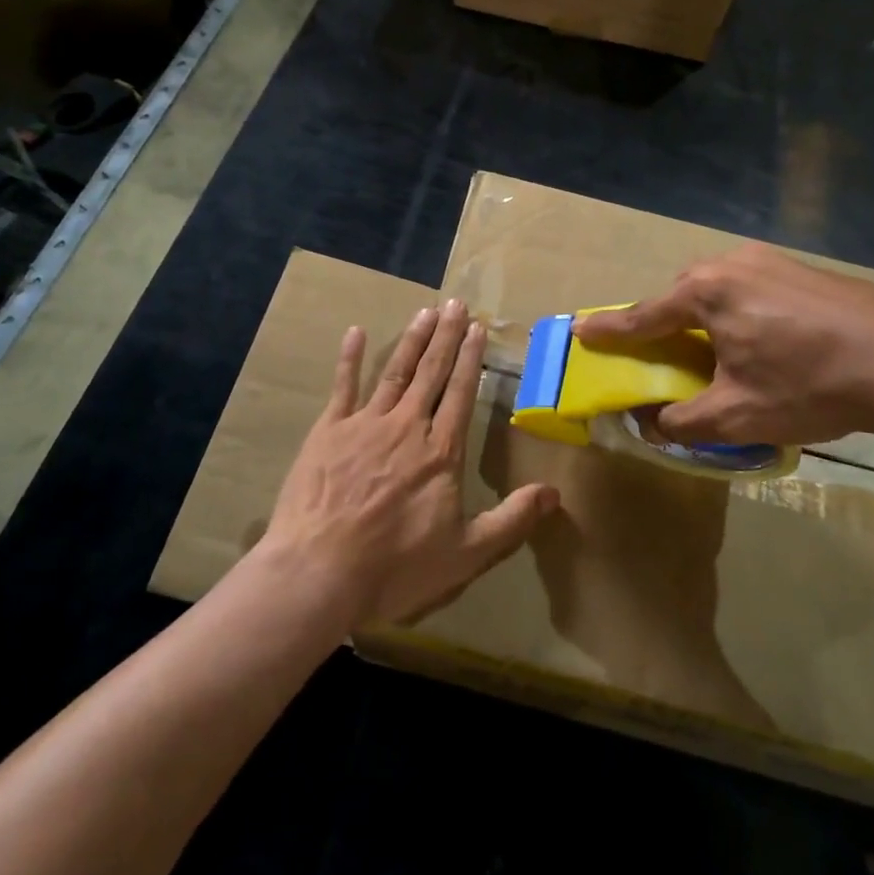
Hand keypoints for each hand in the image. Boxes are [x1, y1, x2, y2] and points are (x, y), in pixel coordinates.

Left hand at [260, 298, 559, 630]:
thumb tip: (555, 493)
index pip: (461, 394)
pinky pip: (343, 386)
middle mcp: (407, 426)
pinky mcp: (328, 430)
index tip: (478, 328)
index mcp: (440, 451)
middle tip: (455, 303)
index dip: (471, 359)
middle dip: (446, 336)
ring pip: (395, 371)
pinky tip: (356, 332)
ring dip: (413, 340)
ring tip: (426, 311)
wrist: (319, 570)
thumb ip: (511, 520)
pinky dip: (350, 358)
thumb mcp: (465, 554)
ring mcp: (365, 423)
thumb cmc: (395, 566)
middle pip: (431, 373)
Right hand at [573, 243, 873, 447]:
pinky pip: (750, 287)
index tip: (579, 329)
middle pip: (680, 297)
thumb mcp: (738, 415)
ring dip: (705, 317)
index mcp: (705, 294)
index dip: (609, 330)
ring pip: (717, 290)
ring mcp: (769, 260)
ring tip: (718, 351)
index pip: (642, 316)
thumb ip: (683, 421)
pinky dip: (739, 311)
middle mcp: (730, 264)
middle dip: (665, 324)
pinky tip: (763, 339)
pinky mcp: (801, 268)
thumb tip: (653, 424)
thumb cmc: (809, 385)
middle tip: (664, 355)